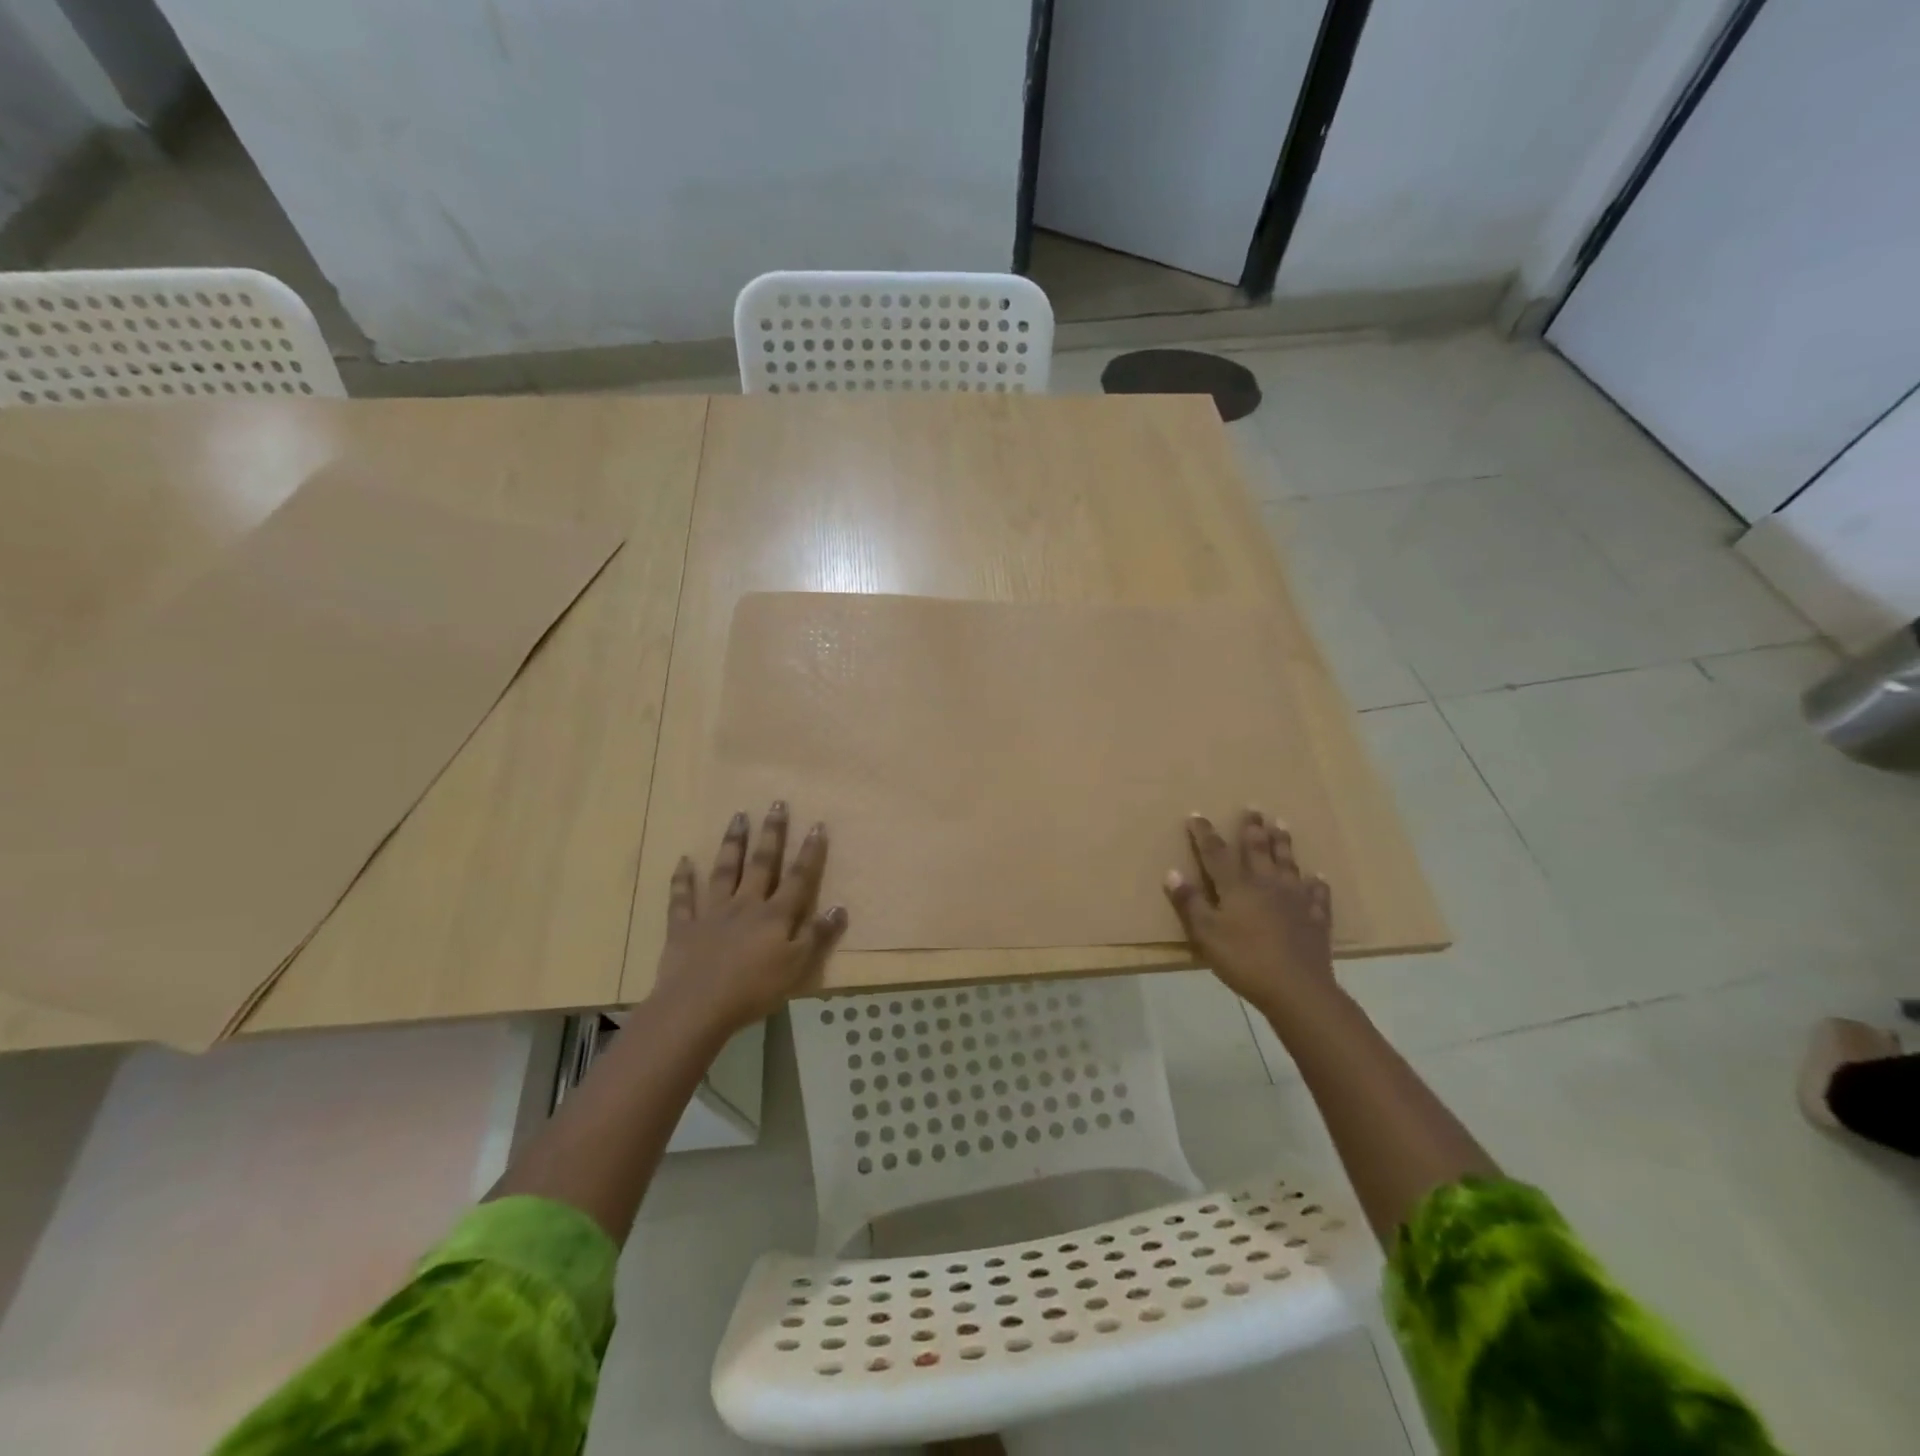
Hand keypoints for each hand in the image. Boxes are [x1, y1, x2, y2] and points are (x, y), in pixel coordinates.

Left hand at [652, 802, 848, 1036]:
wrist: (696, 1007)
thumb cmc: (753, 990)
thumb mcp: (797, 968)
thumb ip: (818, 936)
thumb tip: (838, 907)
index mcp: (775, 916)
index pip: (798, 878)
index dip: (809, 852)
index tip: (817, 824)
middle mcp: (745, 905)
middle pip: (761, 864)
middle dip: (772, 833)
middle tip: (776, 803)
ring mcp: (712, 913)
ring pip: (724, 871)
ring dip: (732, 843)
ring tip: (738, 816)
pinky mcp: (684, 928)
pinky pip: (682, 899)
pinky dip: (682, 879)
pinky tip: (683, 861)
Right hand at [1165, 809, 1336, 1015]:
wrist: (1297, 989)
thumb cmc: (1244, 960)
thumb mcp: (1206, 934)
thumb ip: (1190, 903)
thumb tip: (1172, 872)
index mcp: (1236, 887)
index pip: (1215, 853)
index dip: (1204, 834)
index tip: (1196, 815)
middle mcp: (1266, 884)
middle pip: (1257, 850)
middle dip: (1252, 828)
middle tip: (1253, 808)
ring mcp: (1295, 899)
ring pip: (1288, 863)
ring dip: (1283, 843)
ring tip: (1282, 825)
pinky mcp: (1315, 917)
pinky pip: (1316, 894)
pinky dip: (1316, 884)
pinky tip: (1317, 878)